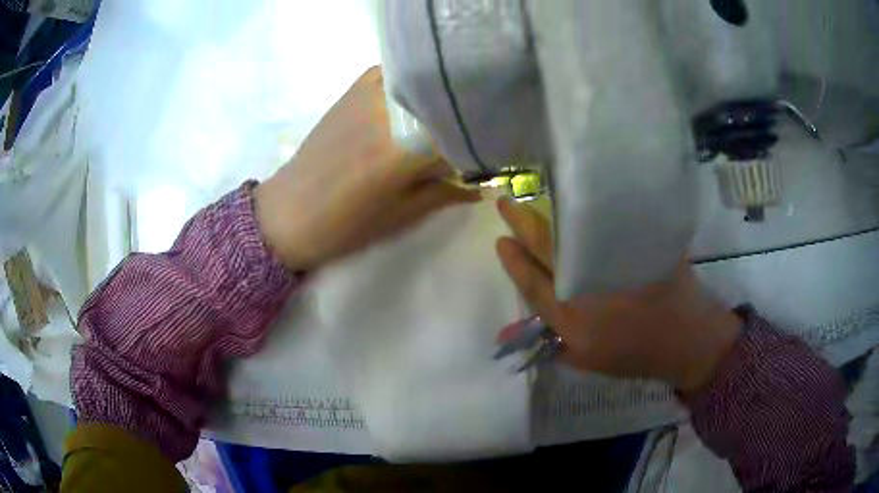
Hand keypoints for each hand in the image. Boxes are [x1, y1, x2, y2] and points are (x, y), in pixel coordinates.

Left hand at [254, 67, 478, 270]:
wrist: (289, 210)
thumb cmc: (345, 225)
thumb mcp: (401, 215)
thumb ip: (446, 193)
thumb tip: (486, 187)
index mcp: (407, 149)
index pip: (466, 135)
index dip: (485, 143)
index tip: (498, 151)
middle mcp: (393, 110)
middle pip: (449, 102)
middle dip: (469, 117)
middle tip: (483, 130)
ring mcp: (372, 92)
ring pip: (426, 82)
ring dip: (443, 96)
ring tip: (454, 112)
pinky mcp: (355, 88)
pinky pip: (396, 74)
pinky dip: (414, 82)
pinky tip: (418, 99)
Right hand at [495, 199, 740, 392]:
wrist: (685, 337)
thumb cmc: (634, 353)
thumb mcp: (587, 360)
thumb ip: (552, 344)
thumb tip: (509, 333)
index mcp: (573, 318)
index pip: (532, 283)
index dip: (514, 262)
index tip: (501, 241)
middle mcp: (588, 285)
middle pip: (546, 248)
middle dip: (521, 223)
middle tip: (503, 203)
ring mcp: (613, 260)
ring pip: (572, 231)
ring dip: (546, 211)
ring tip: (528, 199)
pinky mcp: (635, 243)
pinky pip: (607, 222)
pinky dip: (589, 208)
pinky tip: (576, 194)